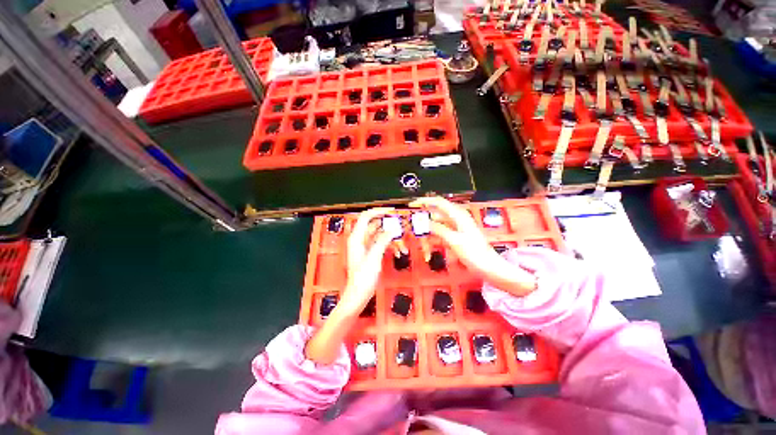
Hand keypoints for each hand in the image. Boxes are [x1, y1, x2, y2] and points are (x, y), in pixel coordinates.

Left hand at [339, 207, 394, 315]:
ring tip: (401, 242)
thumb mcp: (374, 257)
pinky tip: (397, 251)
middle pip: (374, 225)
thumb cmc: (363, 278)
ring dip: (390, 237)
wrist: (358, 294)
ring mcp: (365, 246)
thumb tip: (391, 229)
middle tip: (400, 225)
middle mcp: (360, 239)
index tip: (391, 212)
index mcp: (356, 238)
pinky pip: (380, 243)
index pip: (366, 217)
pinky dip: (389, 245)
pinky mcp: (370, 253)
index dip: (378, 212)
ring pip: (379, 235)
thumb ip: (382, 240)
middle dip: (387, 225)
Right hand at [410, 197, 536, 296]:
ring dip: (429, 228)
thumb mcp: (454, 240)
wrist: (488, 267)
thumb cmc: (473, 253)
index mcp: (458, 215)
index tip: (412, 205)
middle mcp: (457, 218)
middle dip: (425, 216)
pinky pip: (441, 232)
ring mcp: (457, 228)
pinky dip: (434, 235)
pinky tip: (428, 242)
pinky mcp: (456, 236)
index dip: (425, 201)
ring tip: (419, 234)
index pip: (439, 202)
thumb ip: (439, 229)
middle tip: (413, 223)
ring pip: (438, 223)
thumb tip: (425, 221)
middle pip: (437, 212)